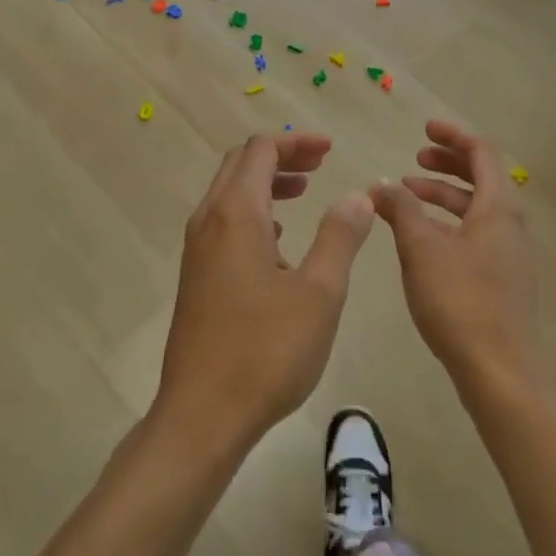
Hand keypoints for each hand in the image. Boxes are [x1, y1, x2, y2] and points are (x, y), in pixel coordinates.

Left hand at [155, 133, 374, 456]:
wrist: (203, 414)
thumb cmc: (266, 350)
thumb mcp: (319, 292)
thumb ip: (340, 237)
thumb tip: (358, 195)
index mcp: (236, 214)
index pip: (261, 150)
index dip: (296, 142)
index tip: (330, 149)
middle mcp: (209, 221)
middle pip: (240, 165)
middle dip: (281, 156)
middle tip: (321, 164)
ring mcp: (197, 250)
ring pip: (229, 194)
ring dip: (266, 183)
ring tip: (305, 192)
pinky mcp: (196, 276)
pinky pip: (224, 222)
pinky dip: (254, 212)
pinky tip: (280, 240)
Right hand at [371, 120, 547, 398]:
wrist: (500, 373)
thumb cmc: (460, 302)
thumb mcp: (421, 249)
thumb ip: (400, 210)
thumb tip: (381, 186)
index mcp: (499, 208)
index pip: (482, 153)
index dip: (452, 135)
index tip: (423, 128)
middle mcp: (512, 225)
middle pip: (482, 178)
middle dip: (447, 164)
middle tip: (414, 160)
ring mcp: (511, 255)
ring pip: (477, 209)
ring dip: (443, 196)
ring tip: (406, 198)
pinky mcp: (504, 281)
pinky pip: (477, 234)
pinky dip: (449, 223)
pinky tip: (422, 240)